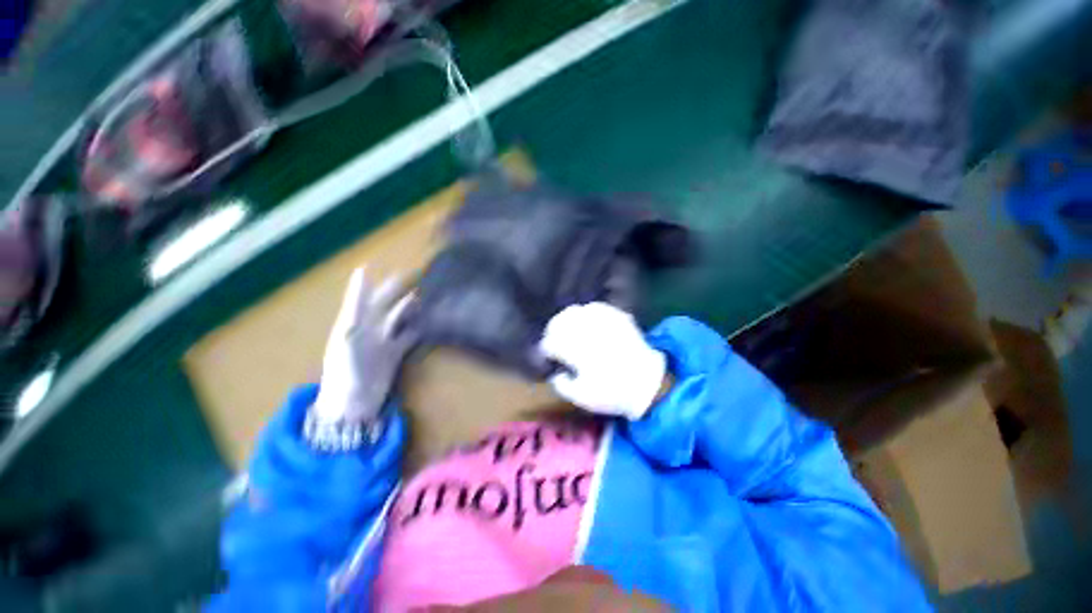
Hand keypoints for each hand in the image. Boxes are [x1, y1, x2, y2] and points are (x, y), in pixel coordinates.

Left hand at [306, 268, 416, 450]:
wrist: (353, 403)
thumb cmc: (345, 369)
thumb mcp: (349, 334)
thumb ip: (357, 303)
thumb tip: (362, 271)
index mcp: (355, 321)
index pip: (368, 295)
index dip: (378, 281)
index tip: (393, 266)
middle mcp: (370, 328)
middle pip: (387, 305)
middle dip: (401, 291)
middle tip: (421, 278)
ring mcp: (384, 341)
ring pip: (401, 318)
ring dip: (413, 308)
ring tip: (429, 296)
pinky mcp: (395, 353)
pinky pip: (410, 336)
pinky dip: (420, 327)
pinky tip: (431, 321)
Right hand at [539, 302, 666, 419]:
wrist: (647, 383)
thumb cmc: (612, 393)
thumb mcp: (582, 397)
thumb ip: (562, 385)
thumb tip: (556, 374)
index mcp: (575, 350)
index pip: (552, 342)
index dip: (547, 348)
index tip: (548, 355)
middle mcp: (586, 330)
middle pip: (560, 321)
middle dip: (553, 330)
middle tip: (555, 339)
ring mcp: (602, 321)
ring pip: (576, 310)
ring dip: (567, 319)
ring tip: (569, 328)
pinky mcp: (616, 317)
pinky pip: (596, 307)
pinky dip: (587, 312)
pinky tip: (588, 320)